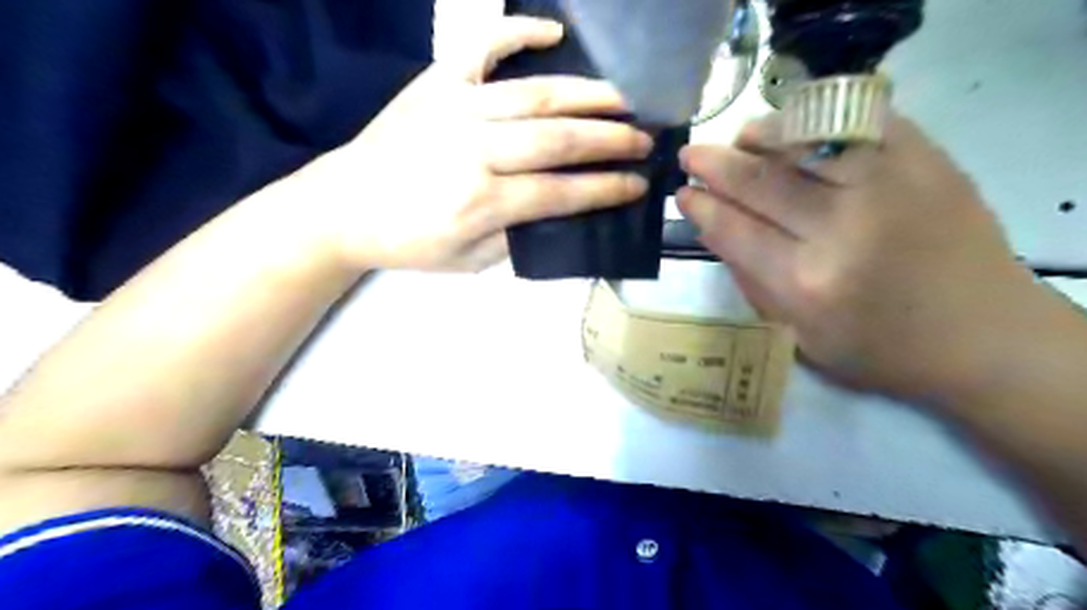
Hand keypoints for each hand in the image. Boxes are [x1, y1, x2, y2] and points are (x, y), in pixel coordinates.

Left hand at [288, 14, 652, 270]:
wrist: (344, 206)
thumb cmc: (409, 243)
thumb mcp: (468, 261)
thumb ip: (517, 237)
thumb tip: (559, 211)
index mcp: (483, 202)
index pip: (562, 192)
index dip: (606, 188)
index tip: (639, 183)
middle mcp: (476, 150)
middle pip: (560, 139)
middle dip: (612, 139)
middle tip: (646, 139)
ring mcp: (456, 108)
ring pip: (536, 94)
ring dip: (588, 94)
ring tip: (624, 98)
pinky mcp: (436, 82)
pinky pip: (482, 47)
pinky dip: (518, 33)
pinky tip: (553, 33)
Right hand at [681, 112, 1047, 401]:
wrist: (983, 336)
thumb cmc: (880, 350)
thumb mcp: (799, 337)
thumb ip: (751, 283)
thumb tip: (716, 229)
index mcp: (806, 283)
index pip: (733, 229)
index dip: (701, 207)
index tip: (682, 193)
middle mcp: (842, 228)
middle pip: (759, 181)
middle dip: (714, 164)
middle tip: (690, 155)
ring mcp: (889, 186)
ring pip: (804, 140)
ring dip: (760, 135)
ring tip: (739, 138)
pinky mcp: (926, 160)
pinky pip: (858, 121)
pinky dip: (818, 119)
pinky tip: (795, 127)